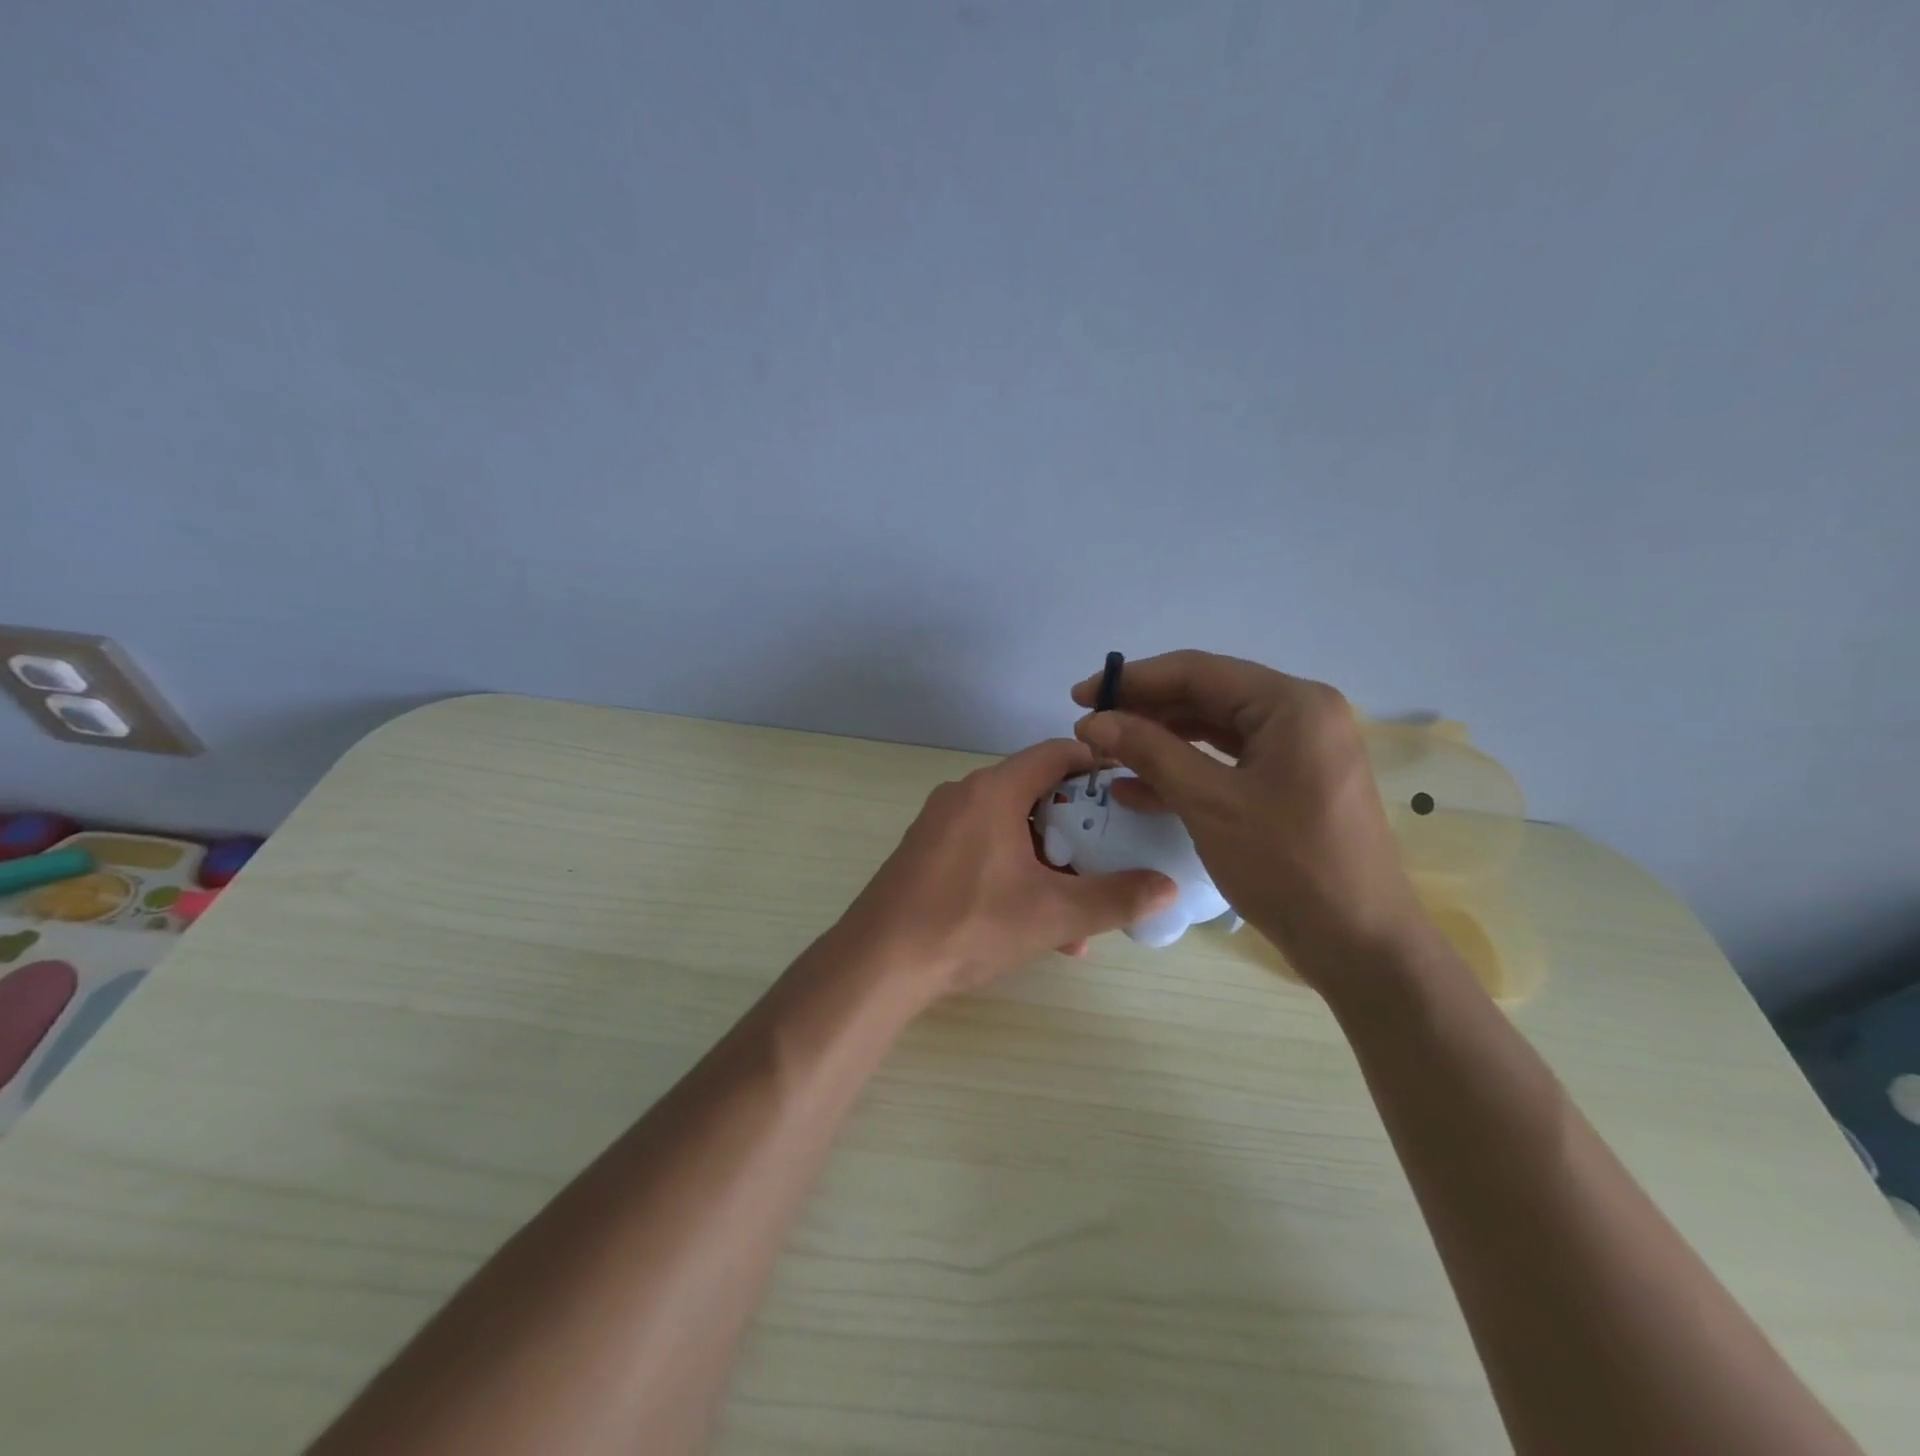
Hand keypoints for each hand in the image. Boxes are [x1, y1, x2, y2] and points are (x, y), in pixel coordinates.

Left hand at [839, 739, 1176, 1004]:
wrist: (878, 963)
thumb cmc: (969, 924)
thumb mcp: (1052, 915)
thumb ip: (1115, 898)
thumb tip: (1168, 887)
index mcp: (993, 791)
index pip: (1055, 754)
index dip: (1095, 765)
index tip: (1128, 789)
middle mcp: (964, 795)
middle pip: (1034, 793)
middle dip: (1076, 828)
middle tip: (1109, 857)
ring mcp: (940, 825)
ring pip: (1010, 829)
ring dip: (1047, 863)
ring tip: (1078, 912)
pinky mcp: (926, 853)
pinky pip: (983, 849)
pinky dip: (1014, 874)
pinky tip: (1034, 927)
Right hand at [1071, 650, 1423, 988]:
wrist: (1360, 946)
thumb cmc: (1287, 866)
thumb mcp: (1209, 803)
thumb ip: (1150, 752)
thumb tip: (1094, 721)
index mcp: (1291, 704)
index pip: (1197, 671)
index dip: (1132, 680)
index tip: (1081, 695)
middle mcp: (1300, 714)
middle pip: (1206, 697)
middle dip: (1144, 713)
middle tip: (1089, 729)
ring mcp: (1298, 751)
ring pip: (1213, 732)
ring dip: (1159, 743)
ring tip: (1106, 756)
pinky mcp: (1291, 784)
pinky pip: (1228, 764)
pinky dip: (1184, 772)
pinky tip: (1135, 790)